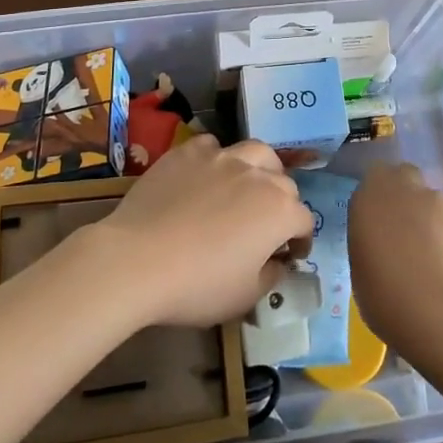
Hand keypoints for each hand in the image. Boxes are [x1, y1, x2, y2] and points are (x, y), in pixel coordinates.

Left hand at [89, 135, 313, 328]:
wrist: (138, 259)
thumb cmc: (197, 285)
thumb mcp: (245, 297)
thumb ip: (271, 275)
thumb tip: (278, 261)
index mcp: (279, 211)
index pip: (304, 220)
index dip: (300, 239)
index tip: (290, 254)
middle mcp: (257, 175)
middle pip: (284, 182)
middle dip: (283, 203)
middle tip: (267, 224)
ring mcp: (221, 157)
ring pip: (255, 151)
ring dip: (260, 168)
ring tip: (247, 185)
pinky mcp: (188, 151)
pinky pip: (212, 146)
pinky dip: (217, 158)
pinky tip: (206, 175)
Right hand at [351, 163, 442, 356]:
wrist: (435, 308)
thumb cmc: (383, 294)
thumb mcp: (360, 268)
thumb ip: (370, 244)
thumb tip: (382, 246)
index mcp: (369, 197)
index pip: (374, 177)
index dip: (378, 194)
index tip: (377, 218)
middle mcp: (403, 189)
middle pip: (405, 175)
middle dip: (405, 194)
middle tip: (403, 228)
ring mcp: (437, 201)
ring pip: (431, 200)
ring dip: (429, 218)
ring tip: (430, 256)